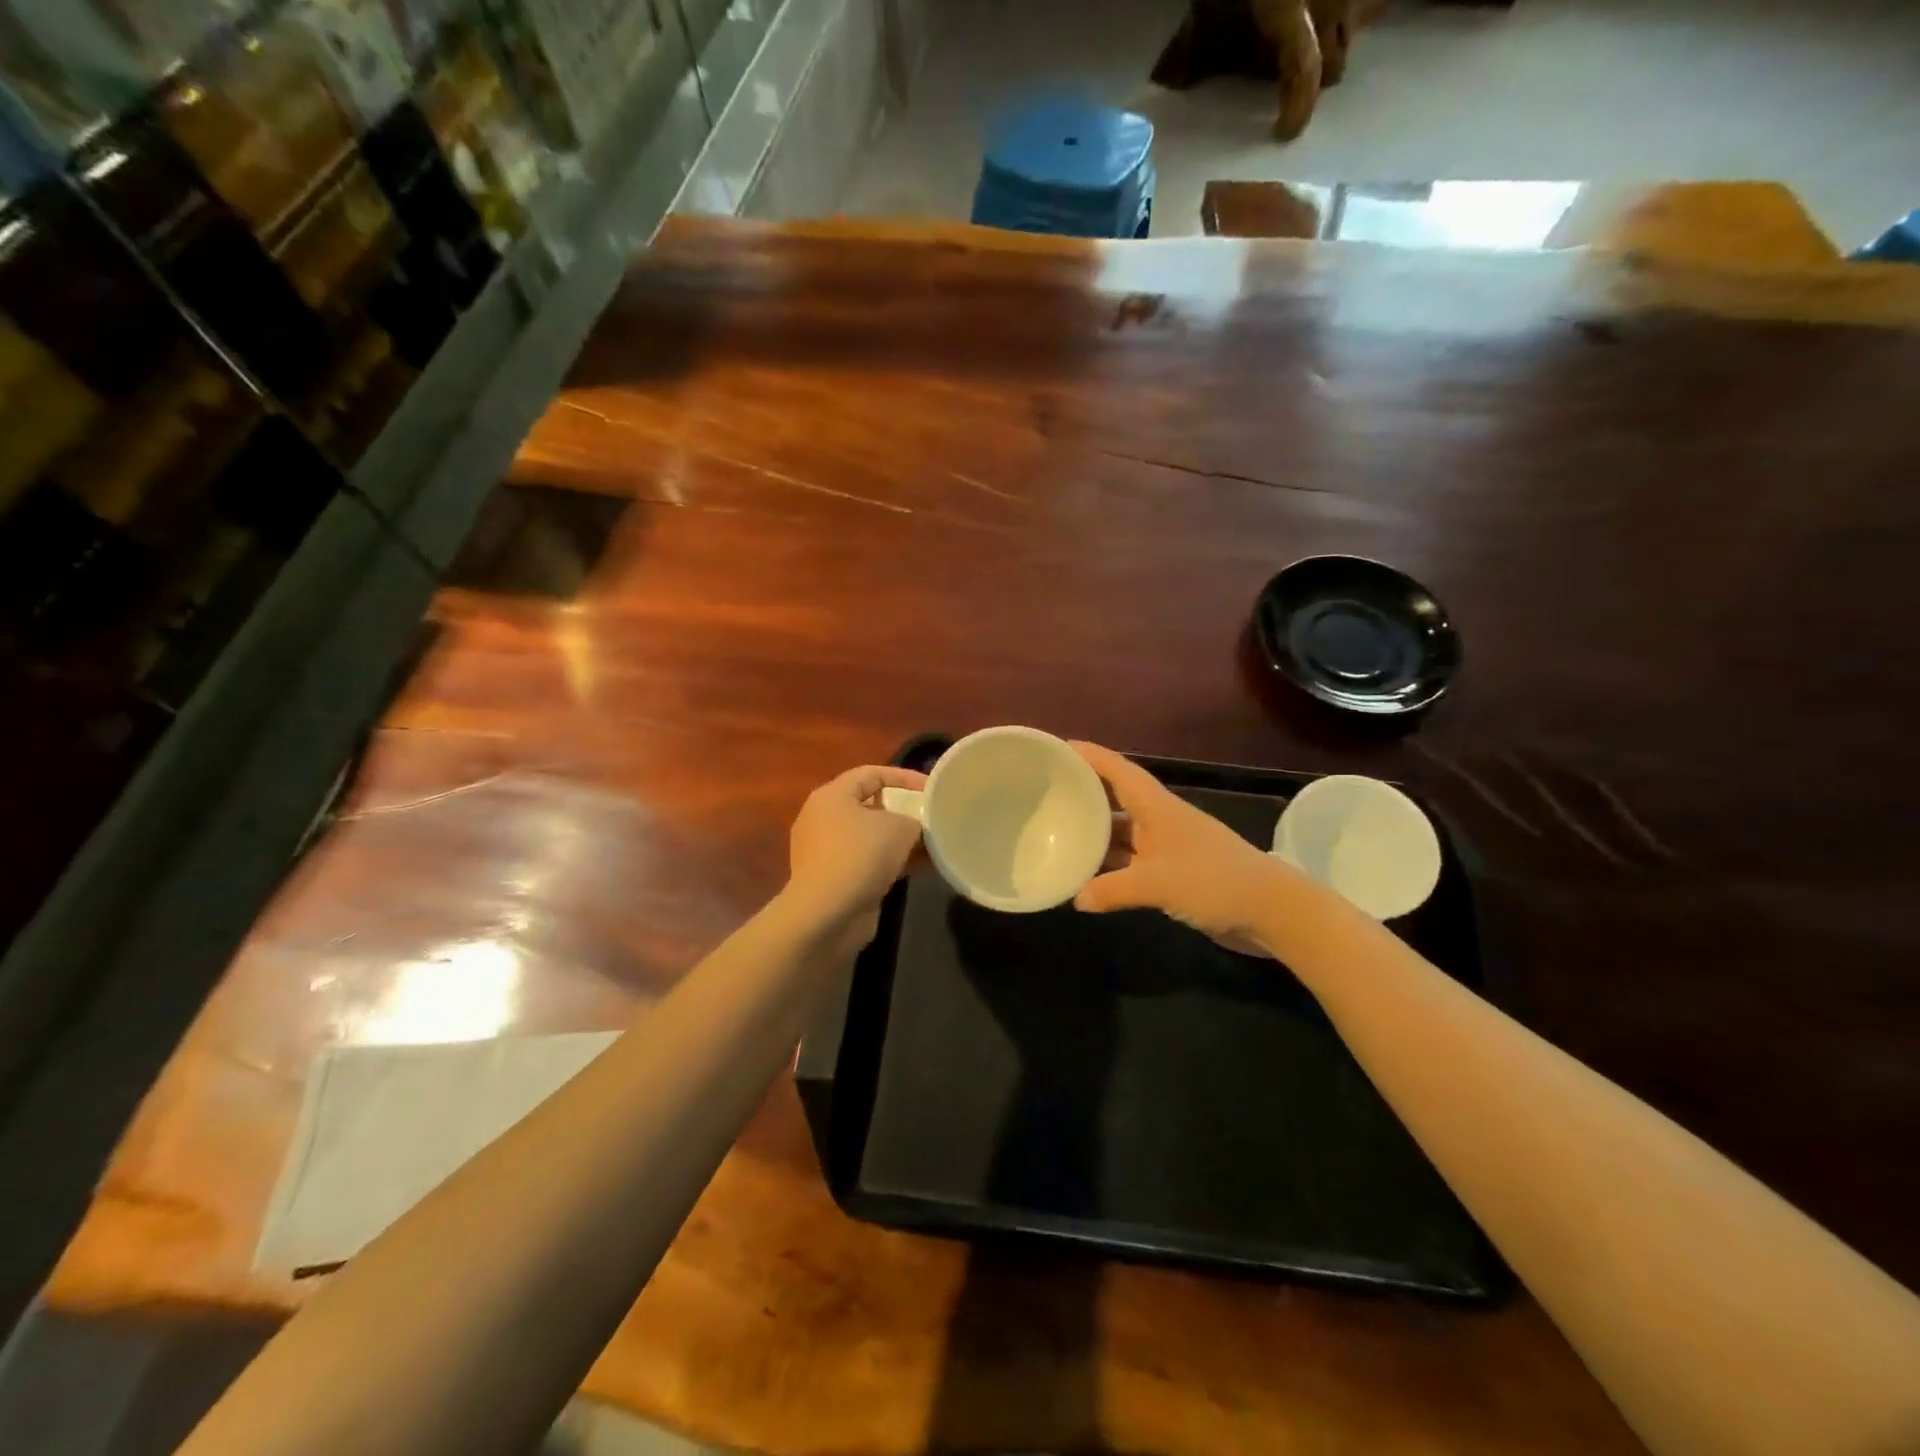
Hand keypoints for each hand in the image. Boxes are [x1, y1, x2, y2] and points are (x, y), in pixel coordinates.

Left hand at [785, 764, 926, 949]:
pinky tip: (919, 869)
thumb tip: (917, 827)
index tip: (932, 788)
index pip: (871, 773)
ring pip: (870, 837)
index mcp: (832, 796)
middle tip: (930, 817)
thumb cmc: (861, 856)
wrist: (827, 914)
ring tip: (932, 845)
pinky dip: (891, 862)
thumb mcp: (900, 828)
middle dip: (903, 811)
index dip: (904, 776)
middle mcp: (824, 819)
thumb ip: (915, 820)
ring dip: (900, 841)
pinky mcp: (834, 878)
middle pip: (870, 805)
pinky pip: (867, 861)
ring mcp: (826, 851)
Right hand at [1071, 741, 1300, 954]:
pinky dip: (1110, 867)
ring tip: (1058, 834)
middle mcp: (1159, 820)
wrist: (1271, 910)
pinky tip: (1088, 878)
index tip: (1057, 747)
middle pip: (1115, 798)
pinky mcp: (1173, 872)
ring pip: (1122, 832)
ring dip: (1095, 834)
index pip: (1117, 770)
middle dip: (1084, 793)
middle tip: (1046, 793)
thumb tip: (1076, 899)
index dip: (1089, 755)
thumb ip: (1112, 890)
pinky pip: (1131, 862)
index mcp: (1156, 807)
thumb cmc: (1213, 881)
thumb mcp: (1157, 884)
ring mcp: (1166, 846)